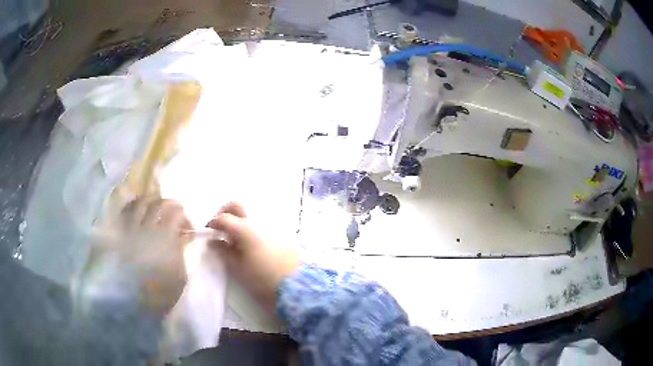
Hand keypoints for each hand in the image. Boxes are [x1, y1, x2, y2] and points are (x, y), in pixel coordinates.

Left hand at [86, 198, 191, 315]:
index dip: (184, 217)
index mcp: (164, 237)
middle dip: (170, 205)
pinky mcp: (118, 231)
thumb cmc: (159, 292)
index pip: (176, 212)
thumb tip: (182, 236)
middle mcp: (146, 226)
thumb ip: (181, 251)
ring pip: (141, 202)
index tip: (187, 229)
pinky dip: (133, 207)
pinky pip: (125, 210)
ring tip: (155, 210)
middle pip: (159, 202)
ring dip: (151, 202)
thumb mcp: (179, 275)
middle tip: (174, 214)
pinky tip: (137, 213)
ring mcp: (130, 227)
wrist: (131, 301)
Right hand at [206, 202, 299, 313]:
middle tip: (220, 226)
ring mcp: (272, 224)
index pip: (223, 218)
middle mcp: (258, 221)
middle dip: (225, 212)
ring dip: (240, 218)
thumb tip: (214, 242)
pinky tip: (250, 242)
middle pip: (237, 205)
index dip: (213, 223)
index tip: (208, 231)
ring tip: (235, 237)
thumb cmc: (263, 279)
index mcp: (245, 229)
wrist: (296, 285)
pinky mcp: (282, 231)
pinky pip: (262, 221)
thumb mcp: (239, 268)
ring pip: (251, 212)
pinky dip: (252, 225)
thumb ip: (224, 252)